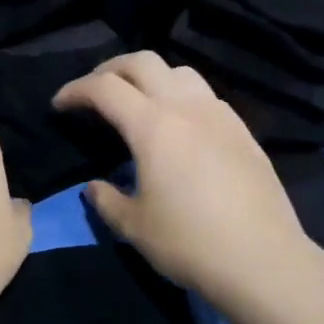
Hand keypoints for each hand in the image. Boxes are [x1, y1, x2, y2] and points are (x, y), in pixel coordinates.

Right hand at [53, 51, 323, 309]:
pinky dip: (181, 96)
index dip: (76, 90)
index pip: (105, 88)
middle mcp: (187, 108)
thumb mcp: (134, 227)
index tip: (59, 105)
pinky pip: (206, 96)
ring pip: (180, 72)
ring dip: (151, 77)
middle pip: (143, 62)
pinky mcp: (243, 132)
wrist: (263, 261)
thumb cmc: (190, 243)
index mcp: (153, 126)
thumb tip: (94, 187)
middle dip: (111, 69)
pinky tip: (179, 126)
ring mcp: (220, 116)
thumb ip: (106, 200)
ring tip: (138, 102)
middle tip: (94, 92)